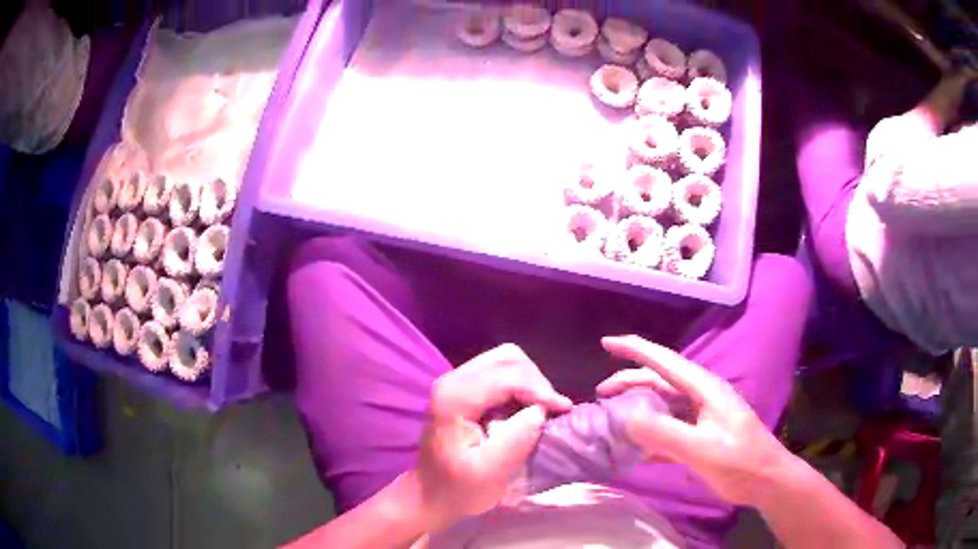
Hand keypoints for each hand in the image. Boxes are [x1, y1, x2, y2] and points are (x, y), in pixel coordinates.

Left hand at [416, 344, 571, 531]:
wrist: (430, 493)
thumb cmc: (457, 488)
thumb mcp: (489, 473)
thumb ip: (515, 441)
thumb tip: (540, 411)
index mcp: (454, 398)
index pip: (507, 377)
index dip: (540, 390)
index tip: (564, 410)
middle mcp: (453, 380)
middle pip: (507, 358)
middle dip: (536, 381)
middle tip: (551, 410)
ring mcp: (457, 381)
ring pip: (506, 360)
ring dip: (530, 382)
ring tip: (542, 409)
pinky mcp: (464, 388)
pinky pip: (501, 372)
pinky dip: (521, 385)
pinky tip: (527, 408)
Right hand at [597, 335, 788, 505]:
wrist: (765, 481)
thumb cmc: (740, 461)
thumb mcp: (703, 449)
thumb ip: (666, 433)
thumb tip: (626, 416)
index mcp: (704, 390)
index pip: (665, 361)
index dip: (635, 349)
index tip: (606, 343)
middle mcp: (700, 397)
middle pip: (659, 381)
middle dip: (629, 382)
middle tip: (600, 395)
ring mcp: (700, 417)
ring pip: (662, 405)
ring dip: (636, 408)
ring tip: (610, 417)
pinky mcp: (698, 436)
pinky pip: (667, 429)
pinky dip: (648, 433)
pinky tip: (632, 446)